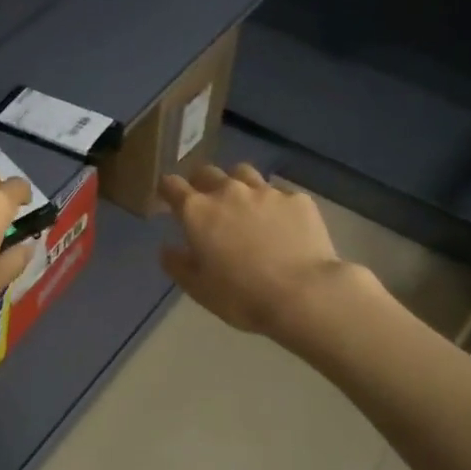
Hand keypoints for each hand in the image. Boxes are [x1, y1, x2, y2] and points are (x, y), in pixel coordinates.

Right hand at [159, 164, 363, 344]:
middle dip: (200, 183)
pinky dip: (273, 204)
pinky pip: (278, 194)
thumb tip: (167, 248)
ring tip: (243, 205)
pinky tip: (281, 225)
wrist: (303, 294)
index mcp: (198, 212)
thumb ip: (178, 265)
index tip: (167, 198)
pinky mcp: (297, 199)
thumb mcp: (199, 289)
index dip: (167, 189)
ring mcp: (266, 192)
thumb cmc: (242, 296)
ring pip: (243, 174)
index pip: (172, 185)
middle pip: (207, 172)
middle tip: (205, 203)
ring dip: (237, 185)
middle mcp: (229, 192)